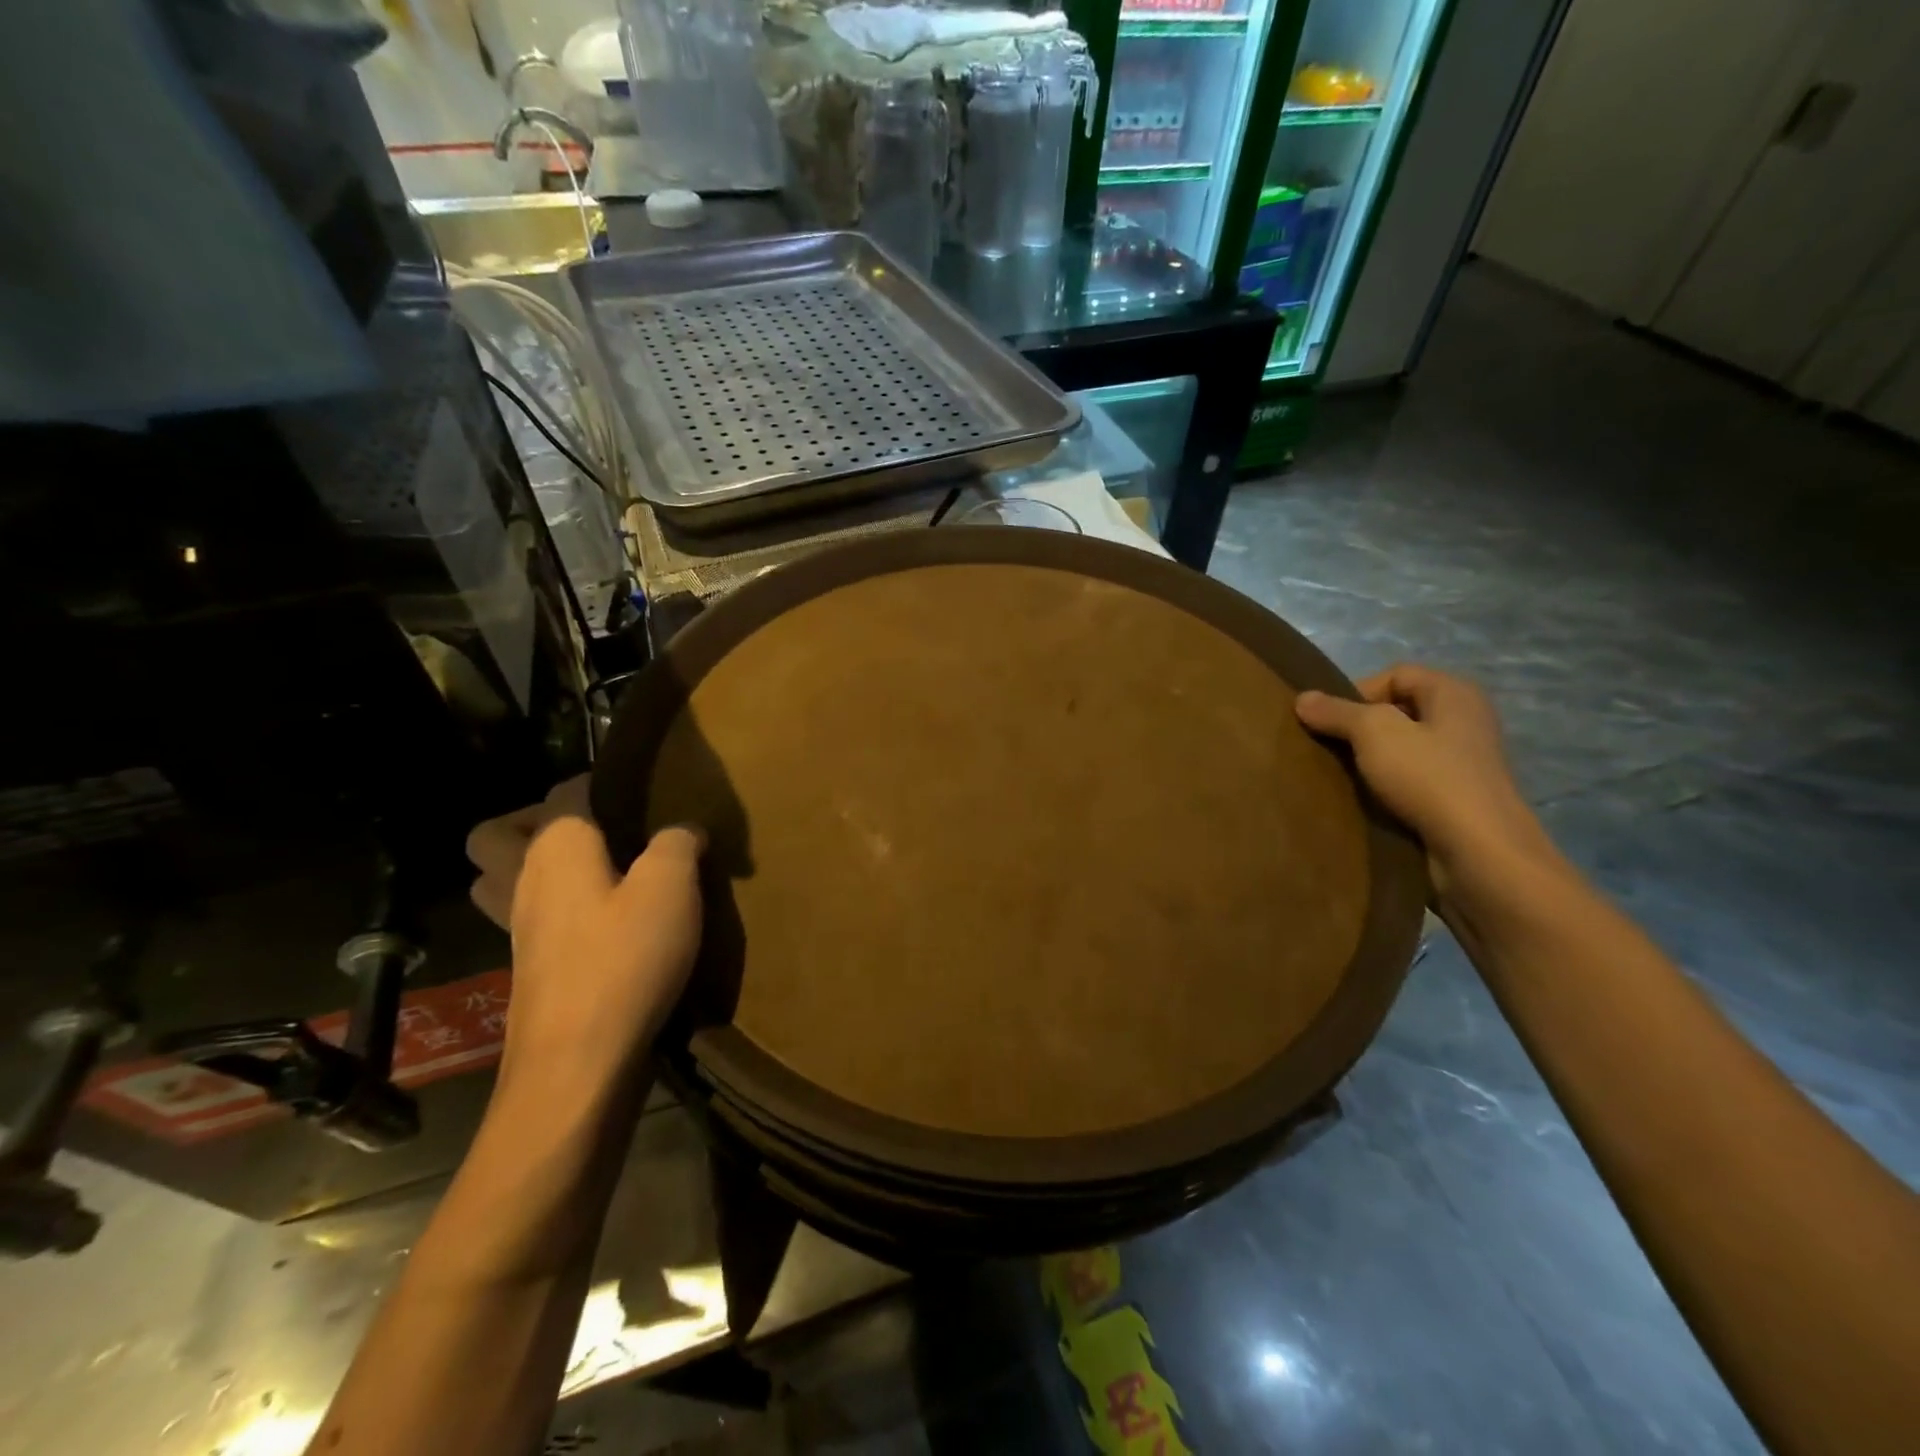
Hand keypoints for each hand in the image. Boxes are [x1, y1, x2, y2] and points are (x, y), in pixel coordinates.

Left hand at [467, 778, 704, 1084]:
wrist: (578, 1063)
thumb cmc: (625, 960)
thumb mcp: (672, 887)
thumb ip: (678, 843)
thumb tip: (683, 830)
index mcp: (555, 847)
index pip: (565, 791)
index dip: (601, 783)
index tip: (642, 791)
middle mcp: (523, 878)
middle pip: (498, 834)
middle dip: (537, 821)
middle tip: (598, 832)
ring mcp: (517, 927)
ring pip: (502, 878)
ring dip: (533, 866)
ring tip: (597, 873)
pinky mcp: (528, 967)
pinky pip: (527, 917)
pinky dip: (552, 907)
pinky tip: (601, 921)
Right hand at [1295, 665, 1559, 900]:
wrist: (1478, 854)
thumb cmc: (1430, 778)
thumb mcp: (1374, 733)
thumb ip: (1337, 712)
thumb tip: (1303, 698)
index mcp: (1454, 693)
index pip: (1395, 675)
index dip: (1357, 692)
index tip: (1328, 722)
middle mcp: (1463, 721)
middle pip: (1397, 712)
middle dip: (1357, 728)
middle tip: (1326, 748)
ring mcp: (1461, 763)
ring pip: (1400, 750)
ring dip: (1367, 761)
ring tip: (1338, 776)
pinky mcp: (1454, 800)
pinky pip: (1408, 782)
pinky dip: (1383, 788)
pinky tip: (1362, 801)